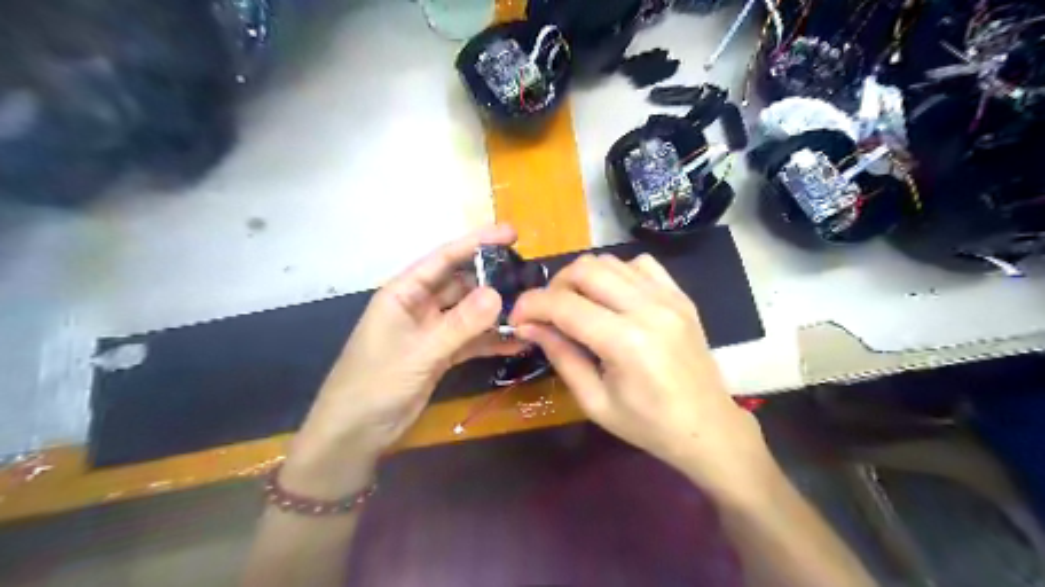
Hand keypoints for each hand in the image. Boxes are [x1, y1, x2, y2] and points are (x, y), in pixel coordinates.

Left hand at [283, 223, 521, 495]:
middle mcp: (419, 305)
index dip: (477, 243)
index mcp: (404, 292)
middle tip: (530, 278)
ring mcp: (431, 331)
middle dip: (492, 280)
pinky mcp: (440, 354)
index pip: (444, 258)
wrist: (354, 435)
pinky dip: (490, 341)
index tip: (512, 234)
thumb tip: (498, 293)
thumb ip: (459, 324)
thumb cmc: (375, 384)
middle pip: (461, 284)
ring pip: (469, 313)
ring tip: (530, 309)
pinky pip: (470, 340)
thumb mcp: (420, 352)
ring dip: (495, 313)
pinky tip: (517, 341)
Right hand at [510, 253, 769, 497]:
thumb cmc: (648, 425)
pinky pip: (640, 265)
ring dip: (583, 278)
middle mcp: (648, 309)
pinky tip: (612, 297)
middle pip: (586, 270)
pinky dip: (616, 273)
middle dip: (554, 286)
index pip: (564, 305)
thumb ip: (561, 356)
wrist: (708, 427)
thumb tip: (529, 325)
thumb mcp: (594, 401)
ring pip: (611, 261)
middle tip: (546, 312)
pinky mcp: (680, 296)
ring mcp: (669, 298)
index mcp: (626, 343)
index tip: (517, 317)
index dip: (531, 306)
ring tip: (575, 304)